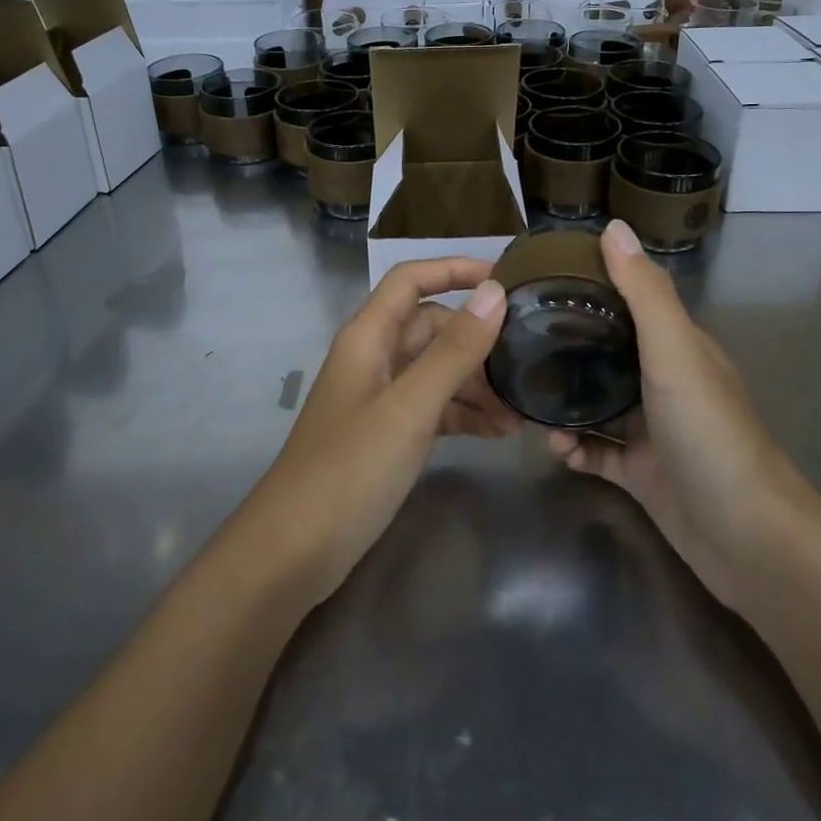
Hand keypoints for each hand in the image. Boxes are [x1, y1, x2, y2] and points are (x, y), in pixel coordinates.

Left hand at [236, 259, 510, 608]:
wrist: (295, 551)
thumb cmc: (350, 469)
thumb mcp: (410, 407)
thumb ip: (454, 351)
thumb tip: (494, 293)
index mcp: (368, 336)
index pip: (411, 279)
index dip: (453, 269)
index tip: (505, 279)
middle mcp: (373, 357)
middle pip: (431, 327)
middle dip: (476, 341)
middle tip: (526, 363)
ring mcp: (379, 397)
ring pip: (435, 370)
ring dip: (476, 384)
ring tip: (520, 412)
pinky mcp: (386, 434)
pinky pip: (432, 407)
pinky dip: (463, 414)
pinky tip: (496, 434)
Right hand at [548, 221, 810, 613]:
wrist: (745, 536)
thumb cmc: (709, 431)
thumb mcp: (674, 352)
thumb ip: (643, 294)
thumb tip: (613, 226)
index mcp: (677, 347)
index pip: (630, 303)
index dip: (591, 288)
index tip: (542, 281)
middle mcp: (663, 383)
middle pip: (607, 354)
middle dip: (566, 347)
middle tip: (517, 342)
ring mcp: (651, 431)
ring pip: (596, 404)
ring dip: (564, 402)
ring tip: (527, 401)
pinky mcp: (640, 474)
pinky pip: (596, 452)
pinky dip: (574, 448)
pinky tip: (555, 448)